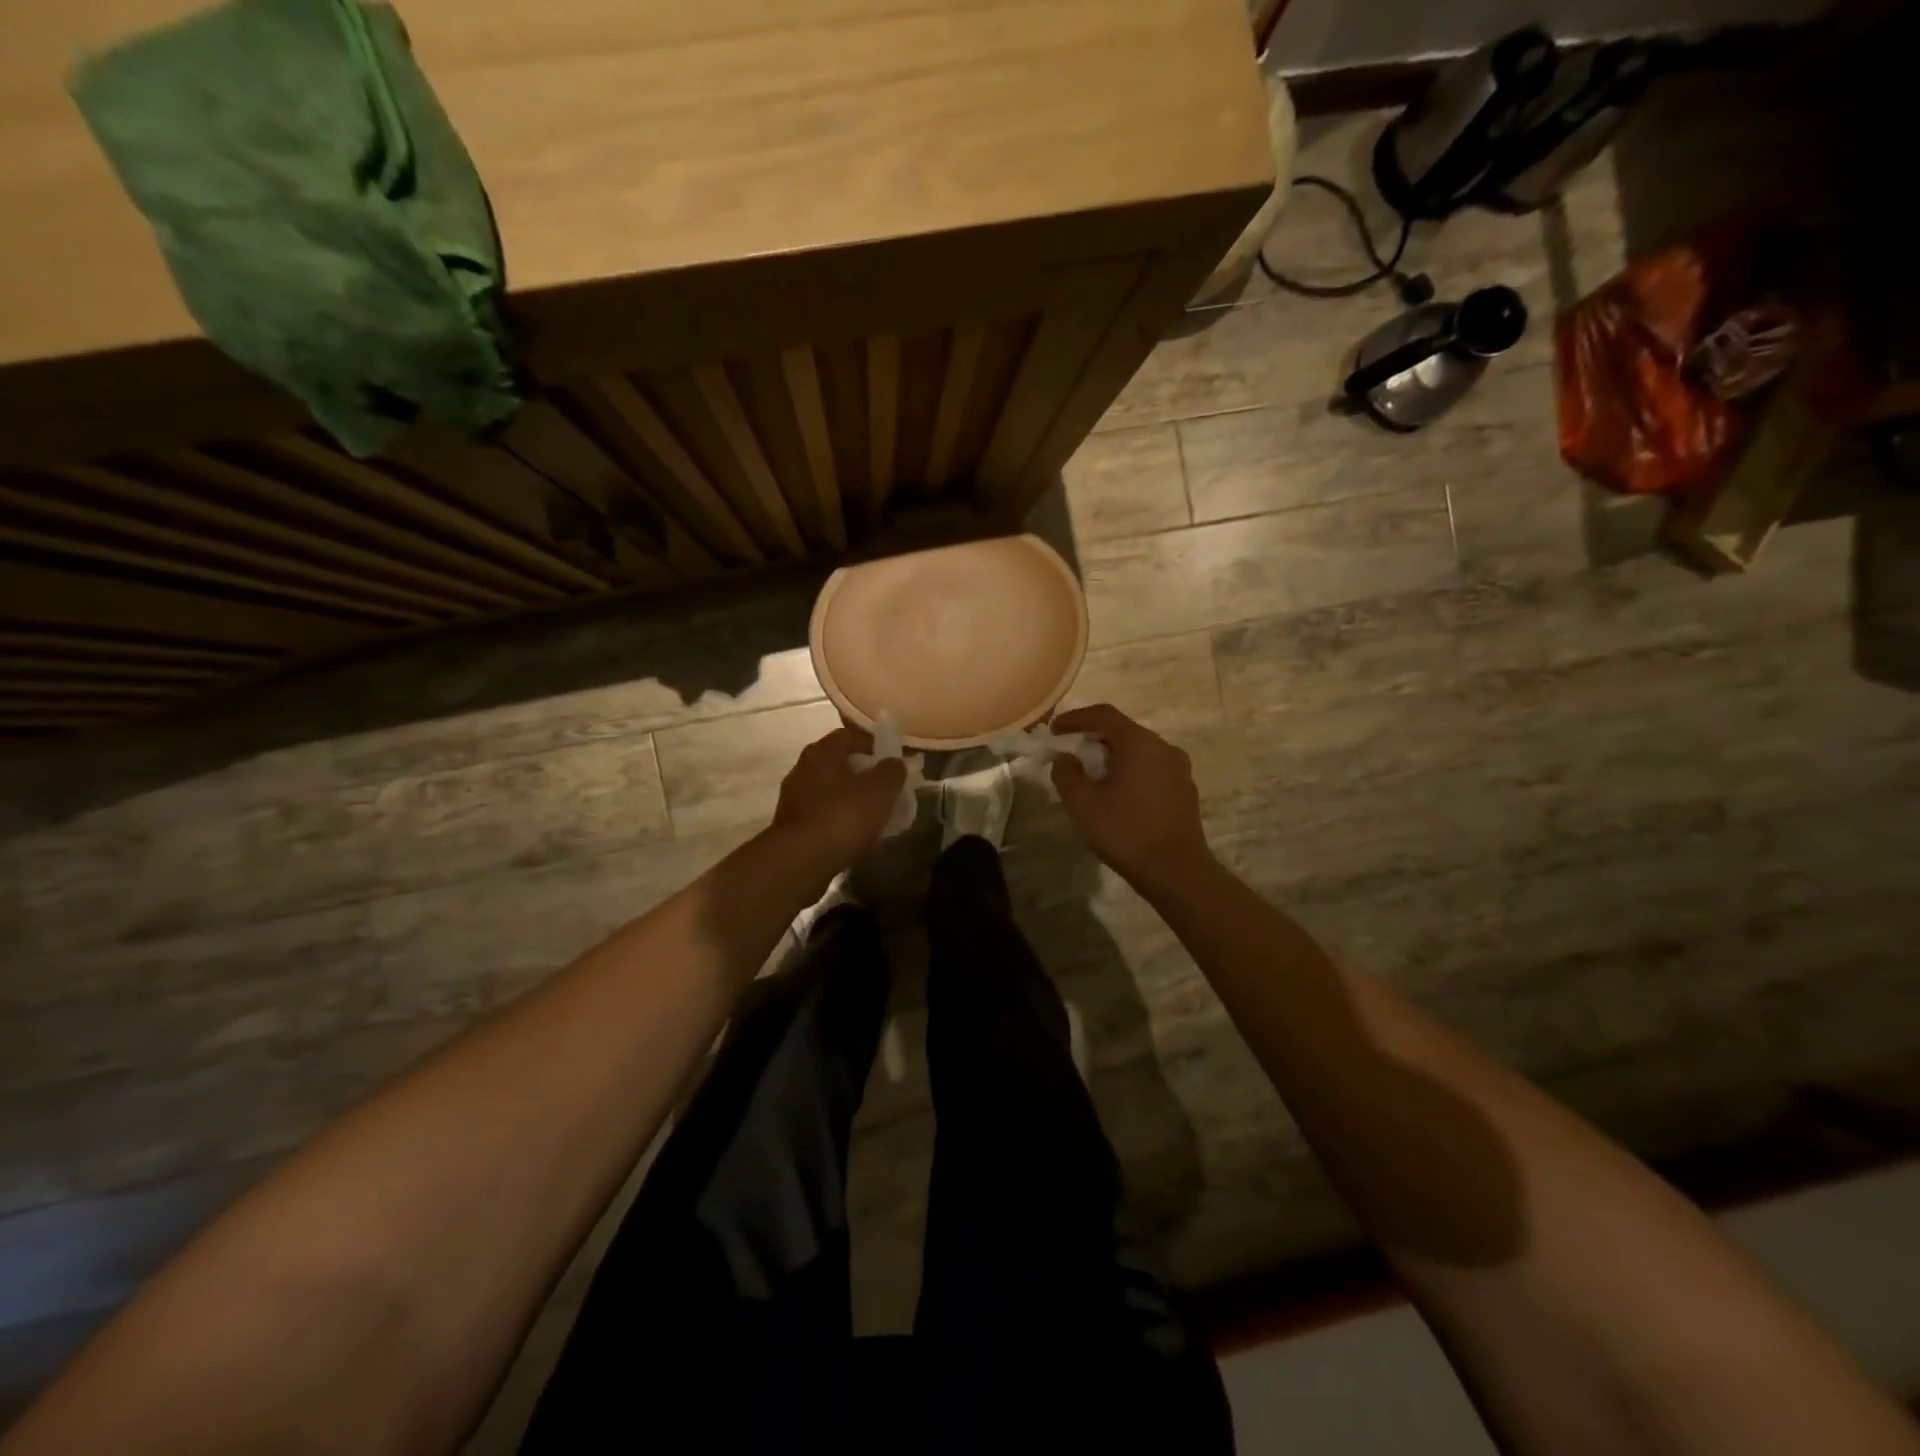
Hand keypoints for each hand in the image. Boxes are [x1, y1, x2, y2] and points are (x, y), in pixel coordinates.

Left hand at [771, 727, 907, 872]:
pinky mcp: (791, 826)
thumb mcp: (881, 790)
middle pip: (838, 764)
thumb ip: (892, 771)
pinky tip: (854, 835)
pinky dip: (839, 820)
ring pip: (829, 791)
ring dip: (851, 799)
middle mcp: (802, 769)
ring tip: (874, 815)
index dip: (872, 744)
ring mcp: (793, 799)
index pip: (848, 736)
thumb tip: (894, 763)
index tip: (891, 761)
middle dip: (863, 774)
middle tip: (886, 789)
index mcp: (821, 752)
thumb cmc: (843, 816)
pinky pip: (822, 815)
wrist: (801, 861)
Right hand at [1049, 704, 1211, 890]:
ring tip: (1093, 778)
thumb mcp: (1083, 803)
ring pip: (1139, 752)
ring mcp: (1179, 769)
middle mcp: (1164, 747)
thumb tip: (1065, 758)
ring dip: (1113, 758)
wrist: (1177, 871)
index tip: (1054, 730)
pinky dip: (1131, 773)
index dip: (1075, 718)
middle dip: (1093, 739)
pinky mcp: (1185, 790)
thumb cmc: (1126, 832)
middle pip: (1123, 731)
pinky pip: (1152, 769)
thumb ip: (1066, 774)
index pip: (1104, 715)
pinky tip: (1119, 796)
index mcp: (1139, 743)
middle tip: (1071, 755)